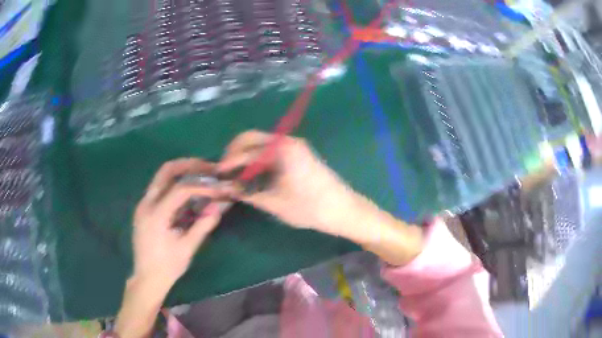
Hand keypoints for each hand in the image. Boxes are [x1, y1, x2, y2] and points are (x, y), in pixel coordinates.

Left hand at [132, 158, 224, 287]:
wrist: (147, 278)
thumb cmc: (168, 266)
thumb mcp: (187, 248)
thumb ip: (203, 224)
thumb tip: (220, 206)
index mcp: (156, 214)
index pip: (181, 189)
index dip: (202, 186)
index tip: (219, 188)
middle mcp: (146, 203)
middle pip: (166, 170)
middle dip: (189, 165)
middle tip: (209, 168)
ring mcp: (143, 204)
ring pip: (162, 177)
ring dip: (182, 172)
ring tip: (202, 176)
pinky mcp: (144, 208)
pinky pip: (160, 188)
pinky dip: (175, 184)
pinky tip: (188, 193)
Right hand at [218, 130, 359, 236]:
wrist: (343, 209)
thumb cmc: (310, 207)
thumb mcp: (275, 202)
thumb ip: (247, 193)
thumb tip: (225, 189)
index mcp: (281, 149)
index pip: (245, 150)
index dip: (228, 163)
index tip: (216, 176)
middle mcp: (287, 141)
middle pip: (251, 139)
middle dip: (234, 154)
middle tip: (224, 173)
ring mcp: (294, 146)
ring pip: (260, 144)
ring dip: (245, 156)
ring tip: (235, 176)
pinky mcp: (298, 153)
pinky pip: (270, 151)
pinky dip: (257, 159)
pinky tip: (252, 174)